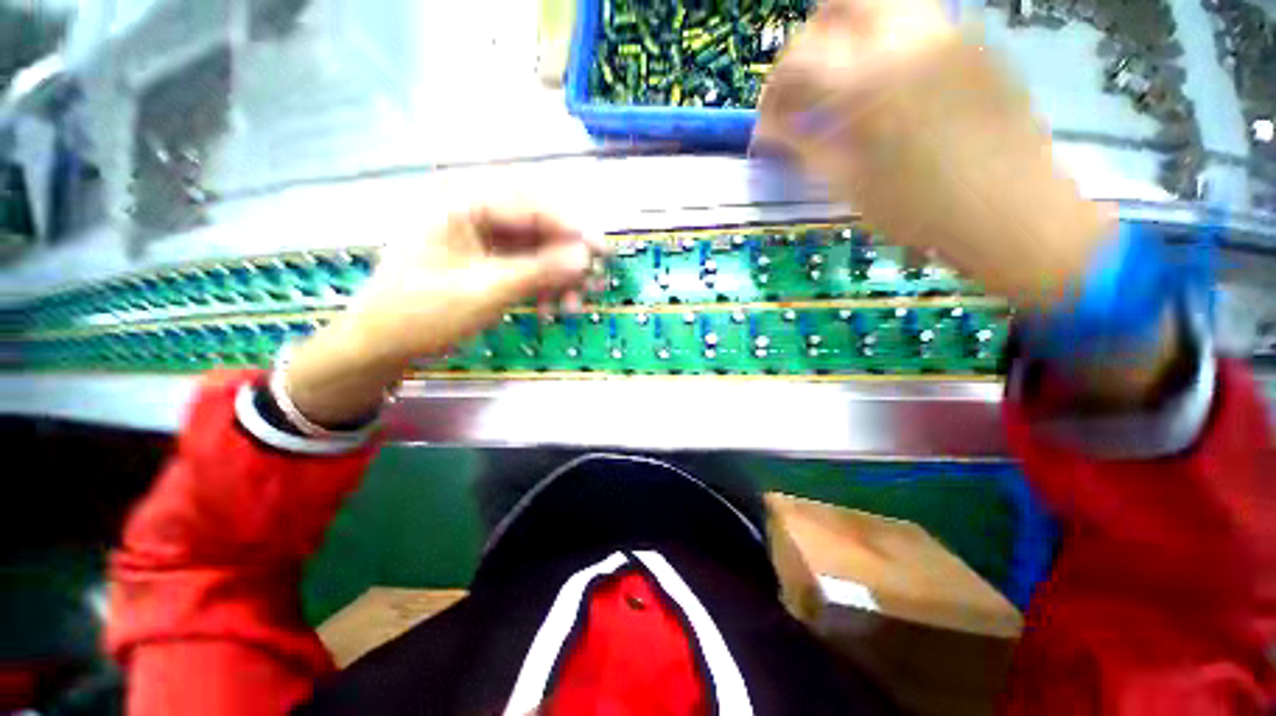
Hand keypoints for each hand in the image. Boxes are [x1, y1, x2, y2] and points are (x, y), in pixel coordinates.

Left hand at [284, 206, 604, 425]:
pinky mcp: (488, 264)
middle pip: (538, 226)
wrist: (383, 344)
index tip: (600, 250)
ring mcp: (483, 242)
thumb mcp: (484, 291)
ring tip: (573, 306)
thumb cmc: (422, 313)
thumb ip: (538, 270)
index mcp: (463, 205)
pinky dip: (543, 288)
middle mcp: (476, 215)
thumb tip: (585, 257)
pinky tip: (550, 309)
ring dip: (559, 278)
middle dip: (568, 256)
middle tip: (594, 280)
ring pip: (537, 251)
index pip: (530, 203)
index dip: (570, 226)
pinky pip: (527, 269)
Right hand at [754, 0, 1113, 310]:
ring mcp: (947, 29)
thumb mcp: (848, 184)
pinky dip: (884, 42)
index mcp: (869, 81)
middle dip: (808, 42)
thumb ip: (803, 147)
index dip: (771, 92)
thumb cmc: (920, 210)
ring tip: (841, 82)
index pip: (797, 60)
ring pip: (880, 2)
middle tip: (802, 87)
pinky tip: (886, 86)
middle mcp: (907, 36)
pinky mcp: (973, 39)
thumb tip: (768, 131)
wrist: (1010, 211)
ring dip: (847, 34)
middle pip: (838, 4)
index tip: (768, 123)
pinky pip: (915, 20)